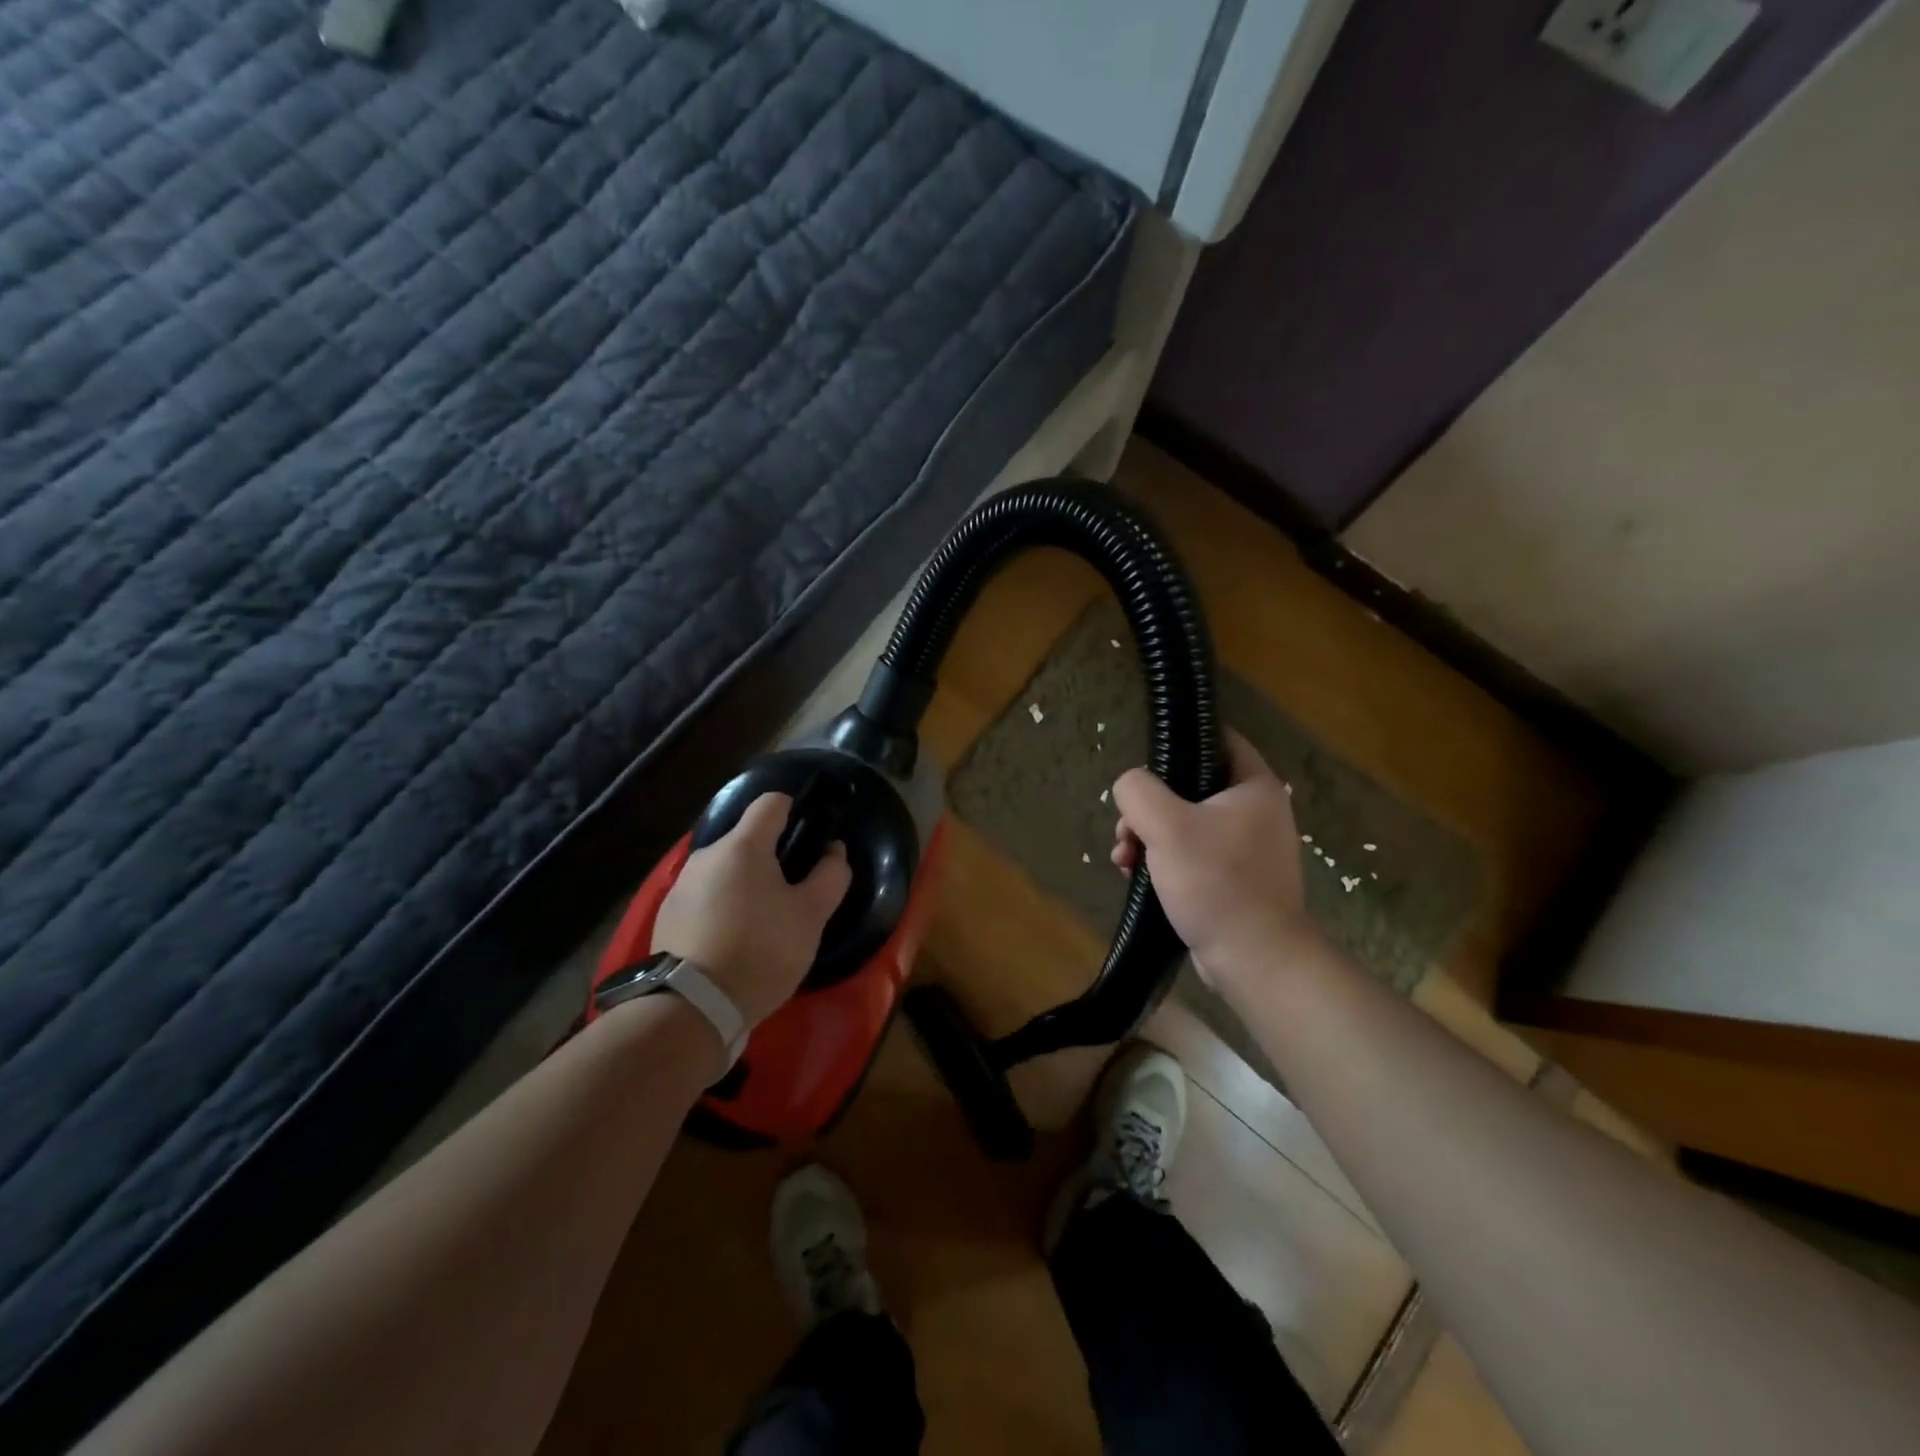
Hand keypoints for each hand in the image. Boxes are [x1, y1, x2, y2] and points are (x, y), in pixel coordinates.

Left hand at [652, 793, 851, 1029]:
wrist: (692, 1007)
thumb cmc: (761, 952)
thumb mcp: (810, 916)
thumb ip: (830, 876)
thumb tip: (834, 850)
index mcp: (743, 846)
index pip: (772, 802)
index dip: (796, 811)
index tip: (811, 840)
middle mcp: (706, 855)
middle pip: (747, 839)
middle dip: (772, 857)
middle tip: (792, 894)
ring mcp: (680, 885)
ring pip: (725, 869)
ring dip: (745, 884)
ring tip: (762, 923)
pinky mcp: (666, 915)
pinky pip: (704, 896)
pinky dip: (722, 906)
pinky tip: (732, 940)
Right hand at [1110, 730, 1320, 1000]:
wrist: (1254, 957)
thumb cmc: (1215, 881)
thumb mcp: (1166, 825)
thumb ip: (1138, 791)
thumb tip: (1130, 786)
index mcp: (1254, 787)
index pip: (1218, 739)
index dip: (1181, 739)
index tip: (1146, 756)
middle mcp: (1257, 812)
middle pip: (1191, 787)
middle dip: (1149, 806)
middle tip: (1126, 829)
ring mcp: (1248, 849)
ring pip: (1185, 824)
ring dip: (1148, 837)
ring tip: (1124, 859)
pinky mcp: (1236, 880)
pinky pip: (1193, 856)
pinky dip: (1164, 861)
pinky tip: (1137, 877)